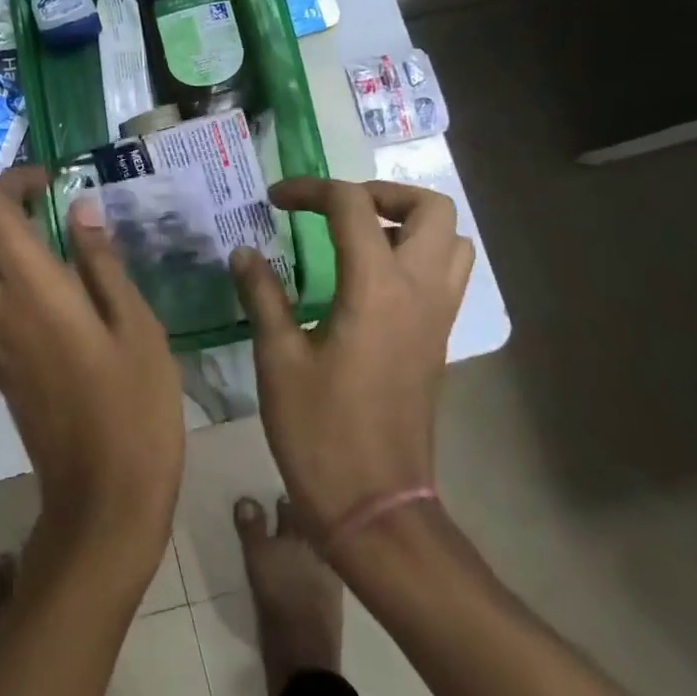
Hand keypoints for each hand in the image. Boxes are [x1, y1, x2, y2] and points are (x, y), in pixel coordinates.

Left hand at [0, 168, 183, 572]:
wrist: (106, 494)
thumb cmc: (136, 406)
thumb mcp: (137, 324)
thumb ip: (103, 262)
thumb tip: (81, 210)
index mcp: (34, 292)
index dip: (12, 182)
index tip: (47, 184)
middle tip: (12, 220)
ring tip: (8, 257)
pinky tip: (4, 305)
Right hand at [232, 179, 473, 539]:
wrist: (375, 505)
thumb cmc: (320, 432)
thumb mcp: (278, 359)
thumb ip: (263, 295)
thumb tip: (245, 252)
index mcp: (377, 289)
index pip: (352, 206)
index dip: (311, 190)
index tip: (275, 200)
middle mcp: (420, 292)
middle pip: (432, 209)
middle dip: (382, 193)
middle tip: (336, 210)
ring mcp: (438, 319)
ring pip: (451, 242)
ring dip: (409, 225)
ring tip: (357, 239)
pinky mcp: (438, 343)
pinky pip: (445, 277)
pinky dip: (415, 258)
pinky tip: (367, 282)